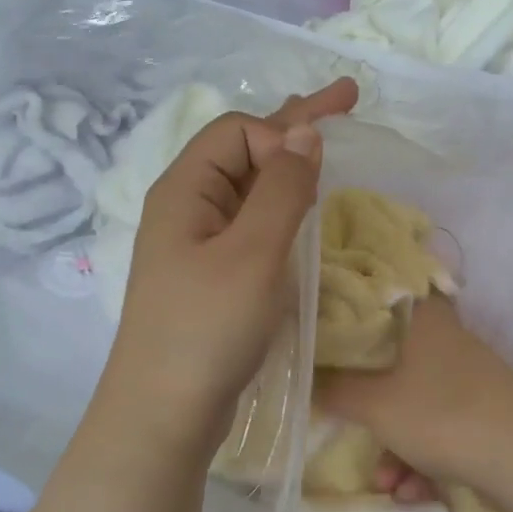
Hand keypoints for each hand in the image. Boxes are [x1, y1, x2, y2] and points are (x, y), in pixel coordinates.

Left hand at [104, 78, 358, 445]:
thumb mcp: (252, 253)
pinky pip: (249, 225)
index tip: (320, 169)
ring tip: (324, 145)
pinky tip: (299, 213)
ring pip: (248, 189)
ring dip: (288, 166)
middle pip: (243, 151)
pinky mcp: (211, 277)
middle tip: (347, 98)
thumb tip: (305, 133)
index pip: (240, 133)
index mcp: (185, 190)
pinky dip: (279, 209)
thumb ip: (282, 190)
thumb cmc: (207, 329)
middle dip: (295, 125)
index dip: (284, 134)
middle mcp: (187, 209)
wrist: (165, 413)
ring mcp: (197, 245)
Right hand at [316, 295, 512, 488]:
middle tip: (348, 424)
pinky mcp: (483, 413)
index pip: (383, 295)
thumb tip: (308, 376)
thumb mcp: (373, 405)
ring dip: (395, 447)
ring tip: (388, 483)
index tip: (327, 335)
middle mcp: (448, 340)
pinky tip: (415, 492)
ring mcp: (469, 378)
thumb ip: (334, 389)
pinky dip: (424, 459)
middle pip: (392, 360)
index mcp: (424, 318)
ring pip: (415, 404)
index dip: (352, 312)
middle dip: (369, 408)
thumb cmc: (439, 415)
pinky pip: (440, 428)